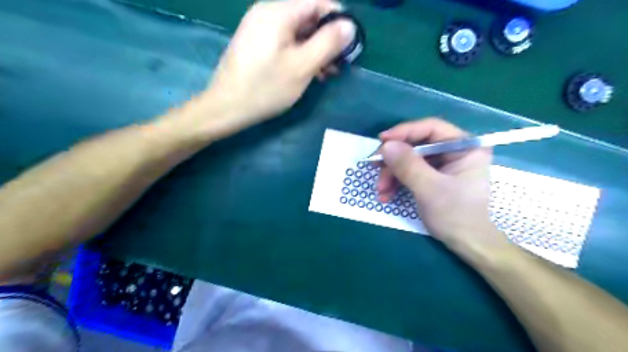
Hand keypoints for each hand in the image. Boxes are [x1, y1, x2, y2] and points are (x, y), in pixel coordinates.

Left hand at [203, 0, 354, 128]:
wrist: (226, 107)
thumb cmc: (265, 88)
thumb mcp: (301, 67)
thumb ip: (327, 43)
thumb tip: (349, 25)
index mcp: (278, 11)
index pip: (318, 1)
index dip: (338, 19)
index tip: (349, 45)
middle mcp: (267, 12)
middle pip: (308, 15)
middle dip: (327, 38)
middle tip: (338, 64)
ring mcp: (259, 27)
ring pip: (298, 31)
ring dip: (315, 49)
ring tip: (326, 73)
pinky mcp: (256, 43)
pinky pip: (285, 41)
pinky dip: (300, 53)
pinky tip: (308, 71)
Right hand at [375, 119, 503, 250]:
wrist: (466, 244)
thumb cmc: (456, 215)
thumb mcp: (430, 189)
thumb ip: (408, 165)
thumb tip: (385, 145)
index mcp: (465, 147)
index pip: (431, 128)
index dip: (404, 132)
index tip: (381, 141)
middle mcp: (454, 150)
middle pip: (416, 144)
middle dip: (394, 160)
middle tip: (375, 170)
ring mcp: (443, 164)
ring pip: (410, 159)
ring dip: (391, 174)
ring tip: (381, 191)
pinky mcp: (433, 176)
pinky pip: (410, 171)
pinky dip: (397, 182)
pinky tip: (387, 195)